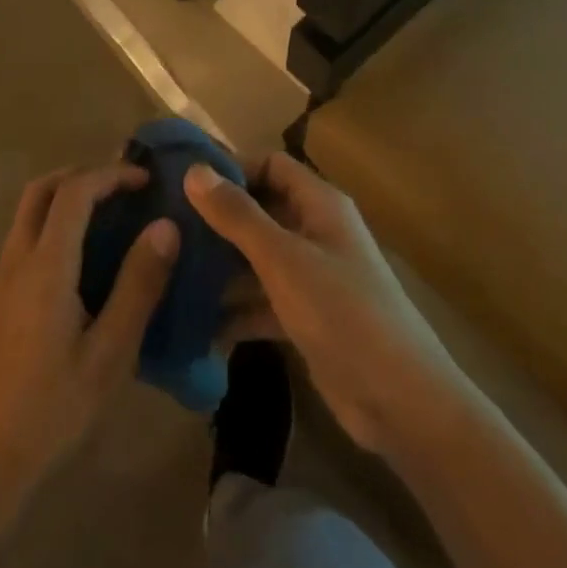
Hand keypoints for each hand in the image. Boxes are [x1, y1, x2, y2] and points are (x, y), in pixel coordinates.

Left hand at [0, 164, 177, 537]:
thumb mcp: (109, 355)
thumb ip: (138, 286)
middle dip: (81, 175)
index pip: (73, 193)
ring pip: (26, 215)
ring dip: (63, 200)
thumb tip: (165, 226)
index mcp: (44, 268)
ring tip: (109, 218)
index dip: (109, 175)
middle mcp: (14, 262)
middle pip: (39, 191)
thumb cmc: (53, 412)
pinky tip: (81, 264)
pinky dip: (52, 227)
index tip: (145, 179)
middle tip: (123, 188)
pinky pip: (22, 242)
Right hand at [187, 154, 462, 458]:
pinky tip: (193, 322)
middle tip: (165, 229)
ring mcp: (310, 277)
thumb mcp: (284, 259)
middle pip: (259, 212)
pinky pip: (260, 301)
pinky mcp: (305, 318)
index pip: (271, 165)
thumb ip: (238, 215)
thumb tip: (194, 170)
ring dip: (219, 267)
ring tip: (168, 274)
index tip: (184, 183)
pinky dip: (233, 309)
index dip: (232, 168)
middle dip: (216, 221)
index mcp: (319, 205)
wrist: (401, 403)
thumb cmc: (343, 313)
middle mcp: (315, 232)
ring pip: (255, 259)